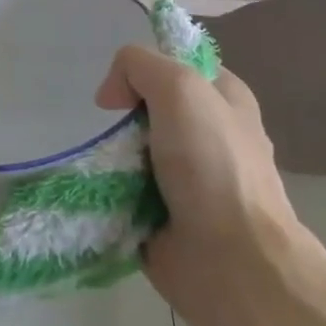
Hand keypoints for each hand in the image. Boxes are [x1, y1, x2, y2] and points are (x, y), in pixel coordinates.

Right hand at [95, 47, 294, 317]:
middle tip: (109, 128)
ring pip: (131, 148)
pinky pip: (124, 188)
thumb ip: (139, 66)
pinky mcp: (163, 213)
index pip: (177, 64)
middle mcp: (208, 134)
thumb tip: (111, 97)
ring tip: (100, 162)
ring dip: (110, 153)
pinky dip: (107, 187)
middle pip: (147, 107)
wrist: (230, 260)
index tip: (122, 89)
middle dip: (122, 114)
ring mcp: (187, 178)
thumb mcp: (180, 88)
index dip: (145, 67)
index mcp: (225, 100)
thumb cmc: (212, 165)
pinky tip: (96, 188)